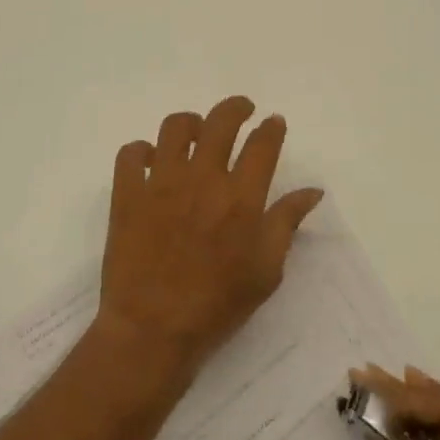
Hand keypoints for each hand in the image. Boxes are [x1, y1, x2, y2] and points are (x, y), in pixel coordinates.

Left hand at [97, 97, 323, 381]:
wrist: (152, 331)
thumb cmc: (217, 305)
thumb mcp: (266, 271)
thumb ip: (287, 223)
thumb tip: (312, 191)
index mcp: (241, 197)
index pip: (262, 144)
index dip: (271, 128)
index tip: (274, 122)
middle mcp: (202, 179)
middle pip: (220, 122)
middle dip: (236, 108)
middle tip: (242, 110)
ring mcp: (161, 183)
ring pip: (174, 127)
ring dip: (190, 123)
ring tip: (196, 133)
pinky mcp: (127, 195)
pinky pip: (130, 154)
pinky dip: (141, 151)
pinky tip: (151, 162)